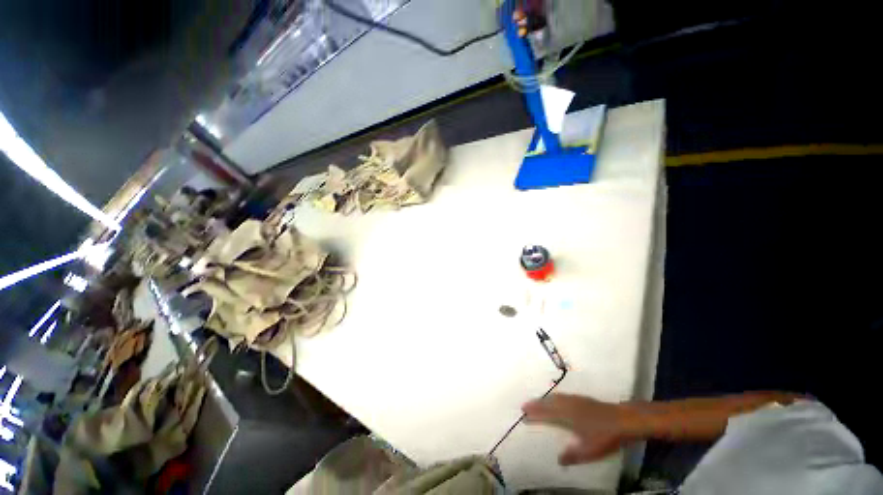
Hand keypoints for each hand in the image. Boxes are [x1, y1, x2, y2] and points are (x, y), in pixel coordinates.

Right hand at [522, 394, 632, 465]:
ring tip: (536, 401)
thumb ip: (573, 455)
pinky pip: (562, 396)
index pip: (546, 414)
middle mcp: (568, 405)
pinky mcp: (582, 399)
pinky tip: (556, 398)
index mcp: (567, 416)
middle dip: (536, 404)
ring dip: (544, 399)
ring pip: (555, 398)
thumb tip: (558, 460)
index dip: (535, 413)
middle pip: (548, 403)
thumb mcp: (589, 450)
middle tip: (525, 405)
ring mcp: (575, 400)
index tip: (524, 413)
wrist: (622, 419)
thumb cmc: (605, 435)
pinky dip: (554, 397)